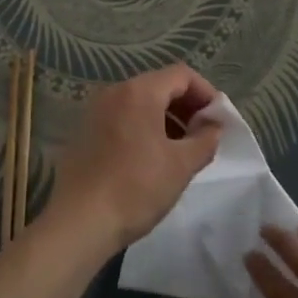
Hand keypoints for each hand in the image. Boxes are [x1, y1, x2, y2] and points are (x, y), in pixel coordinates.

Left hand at [43, 64, 221, 257]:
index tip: (218, 120)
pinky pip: (122, 118)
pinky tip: (151, 158)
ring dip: (166, 118)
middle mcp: (114, 92)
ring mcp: (95, 111)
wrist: (79, 222)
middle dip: (186, 106)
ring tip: (181, 150)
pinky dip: (143, 128)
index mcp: (139, 92)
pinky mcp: (85, 132)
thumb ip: (205, 139)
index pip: (181, 75)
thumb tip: (213, 126)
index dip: (205, 92)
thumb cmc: (136, 188)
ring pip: (140, 103)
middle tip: (203, 135)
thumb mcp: (181, 165)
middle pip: (159, 85)